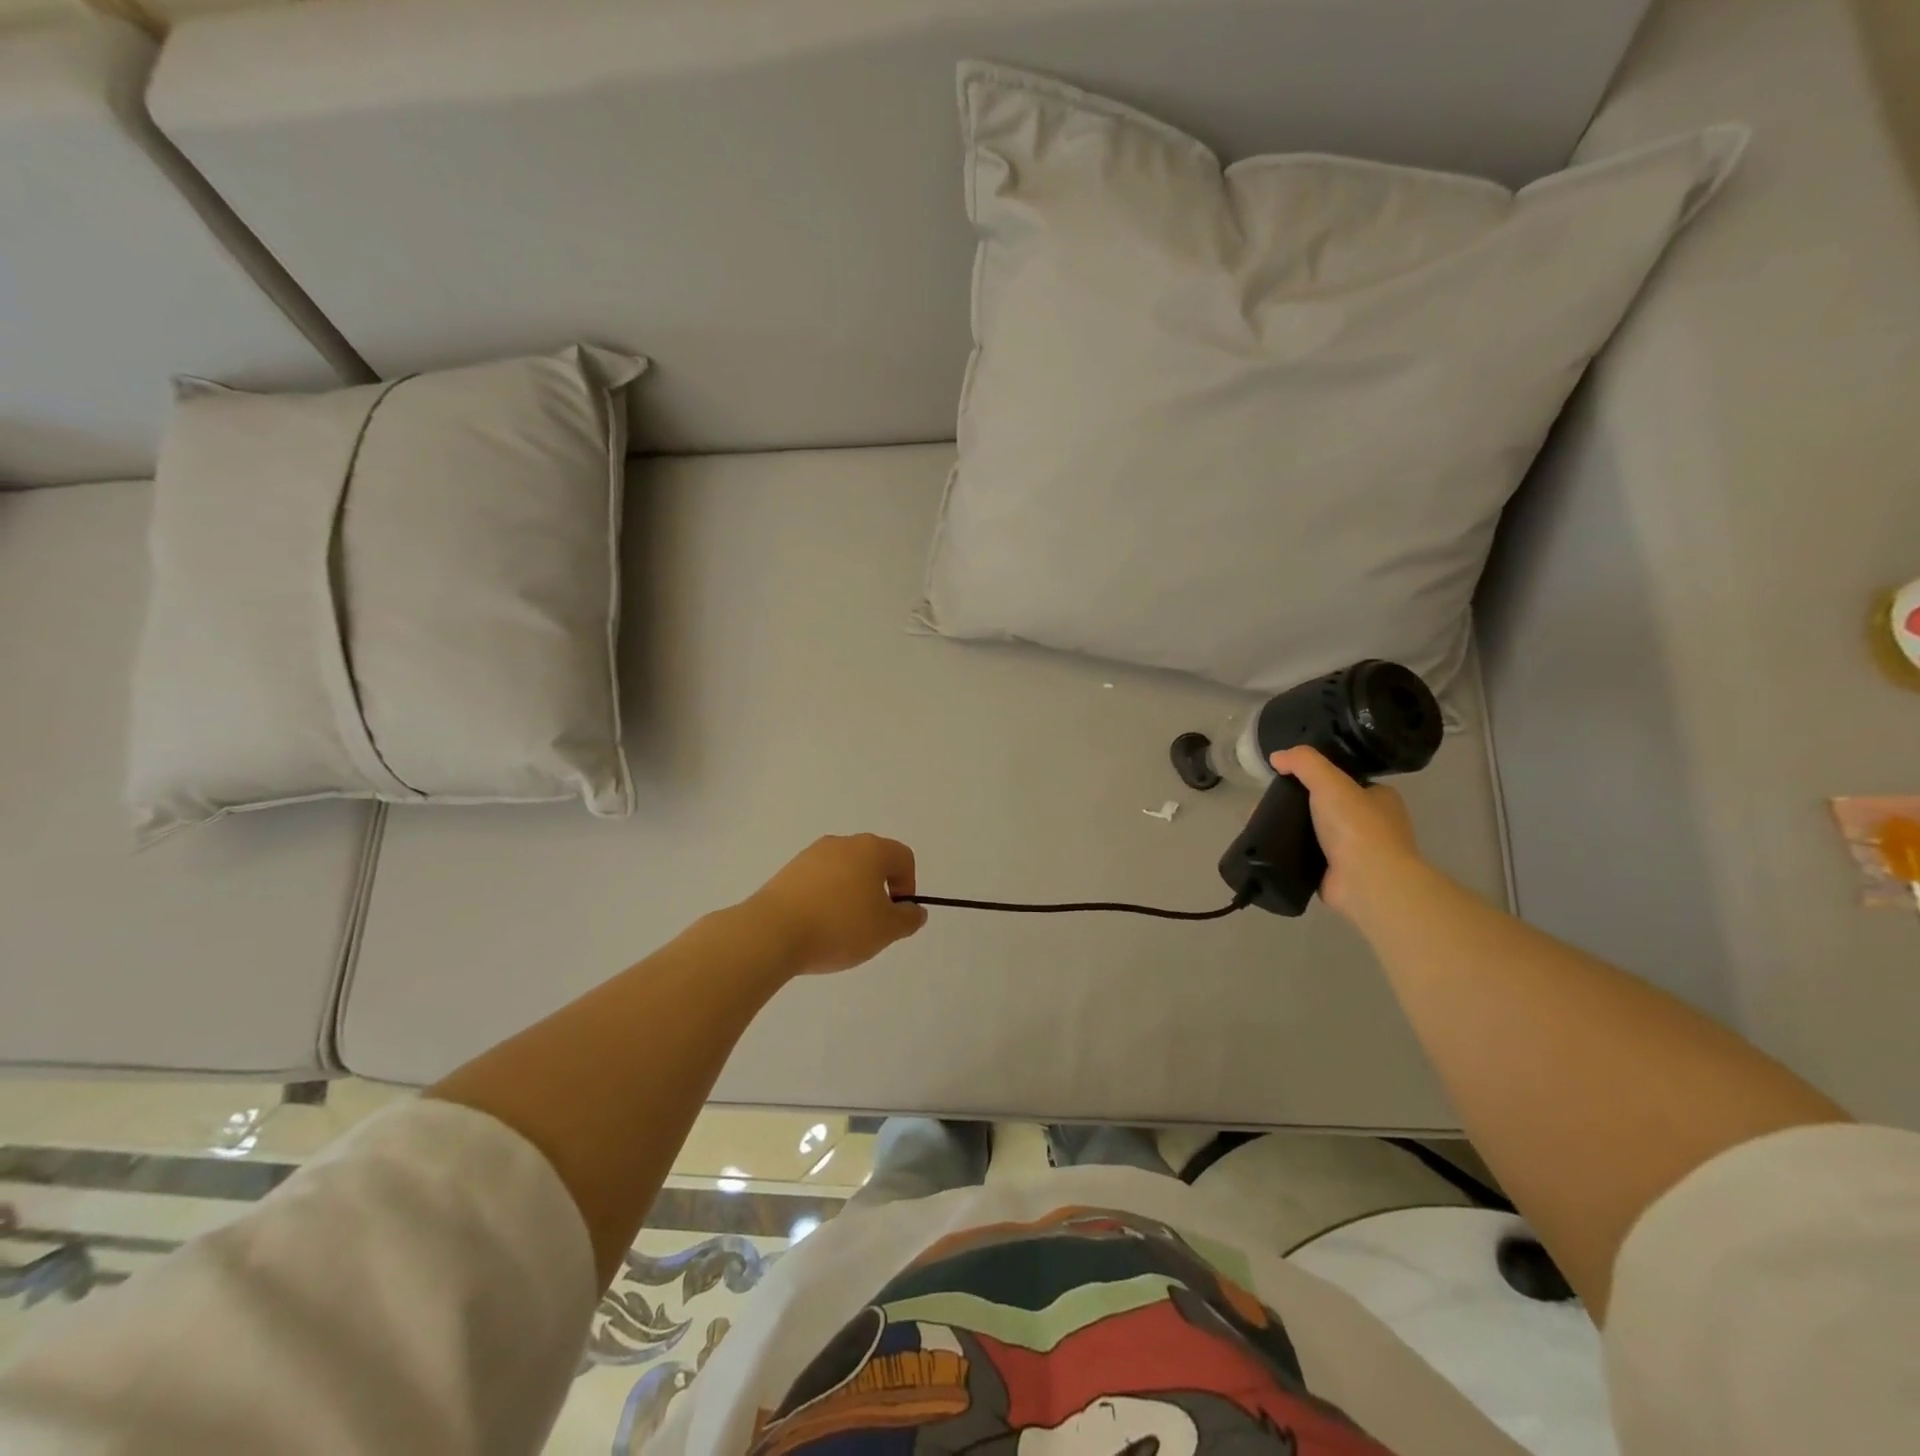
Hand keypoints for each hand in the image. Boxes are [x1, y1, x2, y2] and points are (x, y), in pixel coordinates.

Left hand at [746, 835, 927, 975]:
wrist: (771, 933)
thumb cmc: (839, 926)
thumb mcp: (885, 930)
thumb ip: (908, 919)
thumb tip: (914, 910)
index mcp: (871, 849)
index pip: (903, 857)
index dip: (908, 885)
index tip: (896, 914)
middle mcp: (842, 843)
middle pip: (873, 861)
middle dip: (879, 889)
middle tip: (872, 923)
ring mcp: (812, 854)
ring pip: (844, 870)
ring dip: (851, 894)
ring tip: (842, 928)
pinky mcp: (788, 870)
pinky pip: (819, 880)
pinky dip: (826, 898)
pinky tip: (817, 925)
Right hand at [1268, 746, 1423, 921]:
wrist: (1367, 882)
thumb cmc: (1357, 826)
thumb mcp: (1330, 782)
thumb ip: (1304, 762)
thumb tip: (1277, 757)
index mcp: (1380, 799)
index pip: (1346, 781)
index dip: (1318, 776)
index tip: (1288, 777)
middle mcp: (1372, 825)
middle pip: (1326, 807)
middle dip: (1297, 804)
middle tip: (1267, 801)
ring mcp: (1355, 852)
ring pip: (1314, 832)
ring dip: (1290, 828)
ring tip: (1259, 820)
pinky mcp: (1336, 875)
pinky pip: (1306, 856)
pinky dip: (1288, 851)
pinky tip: (1265, 844)